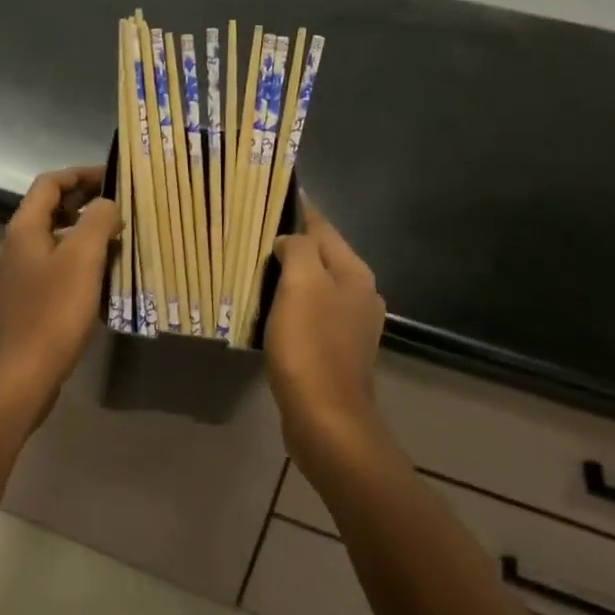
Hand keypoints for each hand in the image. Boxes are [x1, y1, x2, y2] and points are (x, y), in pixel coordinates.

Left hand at [0, 165, 121, 423]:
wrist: (21, 374)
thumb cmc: (52, 312)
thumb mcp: (82, 259)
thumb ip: (97, 222)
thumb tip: (107, 204)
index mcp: (25, 228)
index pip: (50, 183)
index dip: (81, 173)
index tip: (114, 176)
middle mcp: (17, 245)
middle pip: (51, 209)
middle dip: (86, 201)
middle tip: (123, 204)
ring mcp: (20, 275)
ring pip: (56, 239)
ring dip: (86, 232)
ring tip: (120, 236)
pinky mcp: (28, 301)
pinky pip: (57, 267)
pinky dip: (80, 261)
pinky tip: (104, 275)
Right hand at [264, 200, 388, 479]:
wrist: (326, 418)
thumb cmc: (311, 346)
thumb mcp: (301, 285)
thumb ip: (298, 249)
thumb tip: (289, 240)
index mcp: (355, 273)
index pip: (323, 227)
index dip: (299, 210)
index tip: (271, 196)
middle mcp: (361, 294)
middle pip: (321, 256)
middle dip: (292, 244)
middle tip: (253, 236)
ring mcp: (352, 325)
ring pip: (317, 286)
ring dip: (291, 276)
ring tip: (257, 270)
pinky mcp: (338, 351)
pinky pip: (312, 314)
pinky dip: (293, 306)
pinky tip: (272, 312)